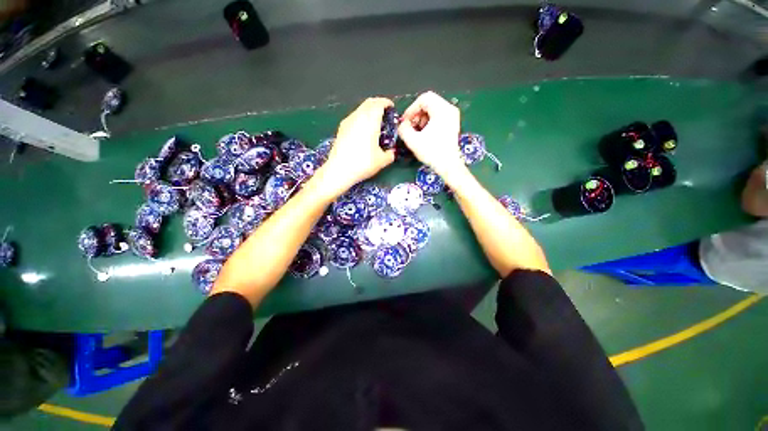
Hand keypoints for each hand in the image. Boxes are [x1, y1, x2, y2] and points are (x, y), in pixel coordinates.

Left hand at [320, 97, 395, 196]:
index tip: (392, 108)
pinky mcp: (341, 128)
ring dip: (369, 111)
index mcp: (370, 120)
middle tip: (385, 113)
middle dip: (378, 104)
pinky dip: (361, 117)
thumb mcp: (382, 161)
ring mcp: (347, 121)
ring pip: (360, 109)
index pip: (379, 103)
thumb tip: (392, 151)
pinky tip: (363, 130)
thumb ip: (390, 154)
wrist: (339, 170)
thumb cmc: (363, 163)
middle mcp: (358, 116)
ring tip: (375, 122)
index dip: (387, 103)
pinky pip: (354, 117)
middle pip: (369, 103)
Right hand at [398, 91, 465, 180]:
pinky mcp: (452, 124)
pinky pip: (437, 117)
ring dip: (421, 119)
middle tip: (410, 127)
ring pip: (432, 110)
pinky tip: (424, 134)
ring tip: (416, 132)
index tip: (405, 121)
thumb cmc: (432, 152)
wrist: (448, 166)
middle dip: (416, 114)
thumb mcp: (413, 141)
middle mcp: (449, 109)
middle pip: (428, 103)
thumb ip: (403, 129)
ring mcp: (452, 117)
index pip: (423, 99)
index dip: (411, 109)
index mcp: (442, 110)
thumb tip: (402, 124)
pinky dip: (428, 122)